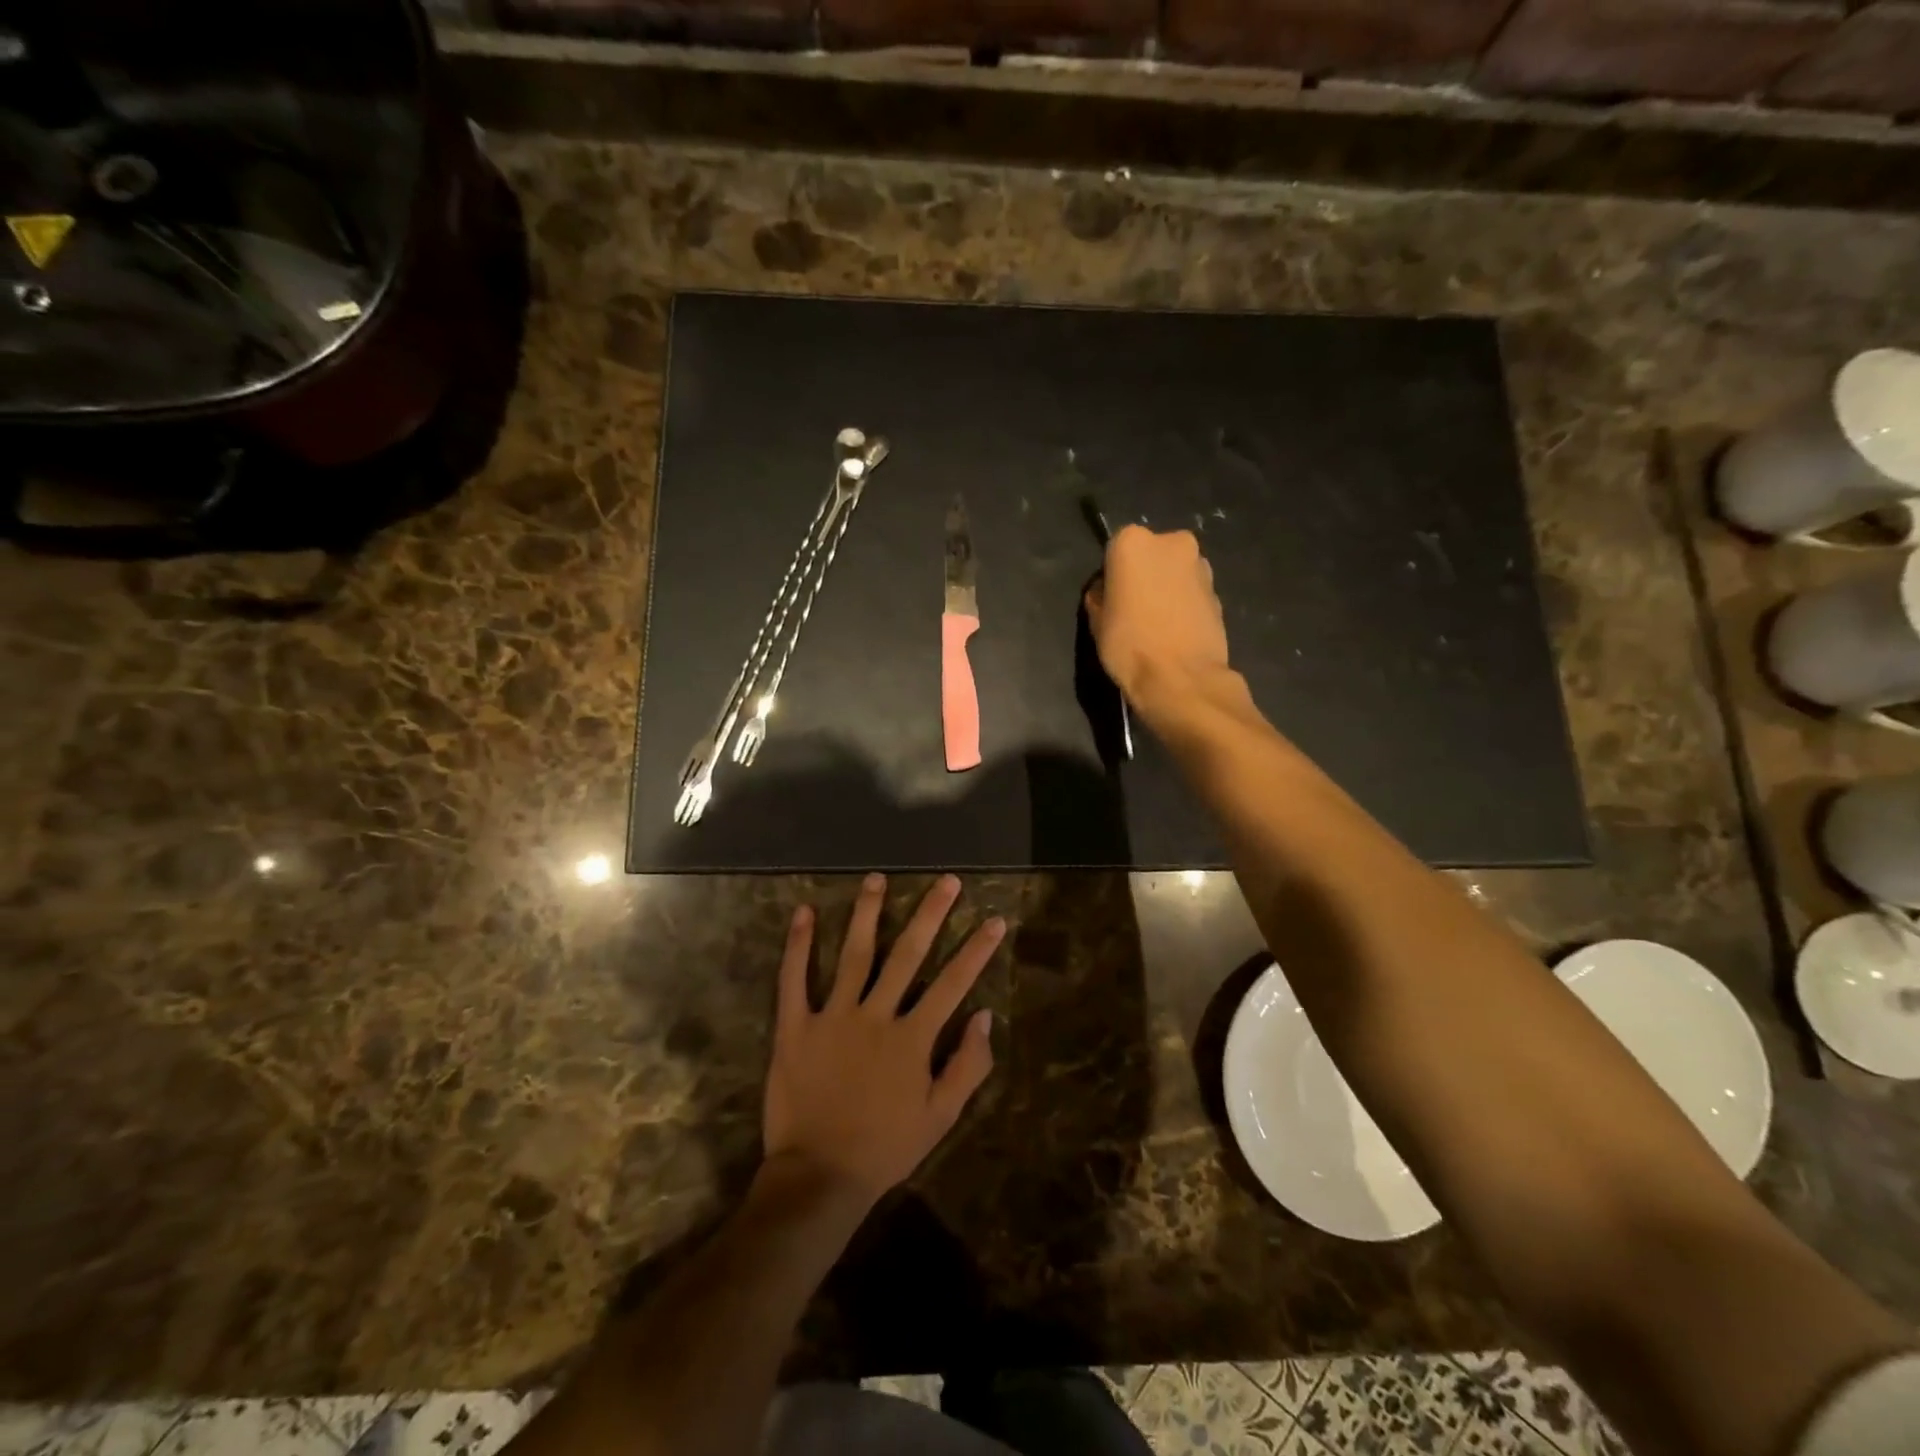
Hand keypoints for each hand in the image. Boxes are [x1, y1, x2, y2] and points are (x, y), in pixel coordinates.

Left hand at [763, 873, 1003, 1204]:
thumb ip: (967, 1066)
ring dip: (867, 913)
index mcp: (912, 1037)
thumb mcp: (939, 1117)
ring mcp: (833, 1016)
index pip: (953, 983)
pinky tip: (803, 912)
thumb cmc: (885, 1147)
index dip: (977, 950)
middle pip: (908, 954)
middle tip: (946, 881)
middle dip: (930, 914)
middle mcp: (876, 1015)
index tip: (994, 919)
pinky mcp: (795, 1026)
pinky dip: (798, 945)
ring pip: (854, 954)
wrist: (819, 1176)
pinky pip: (794, 979)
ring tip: (876, 878)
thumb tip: (986, 1017)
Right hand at [1086, 526, 1230, 703]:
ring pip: (1174, 572)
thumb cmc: (1129, 645)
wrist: (1182, 679)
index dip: (1112, 576)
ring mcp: (1200, 565)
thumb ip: (1100, 596)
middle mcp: (1171, 542)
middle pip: (1151, 555)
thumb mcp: (1096, 621)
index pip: (1115, 550)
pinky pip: (1192, 592)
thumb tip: (1107, 592)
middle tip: (1133, 610)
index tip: (1110, 599)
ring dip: (1166, 588)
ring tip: (1156, 624)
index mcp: (1133, 542)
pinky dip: (1184, 604)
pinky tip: (1175, 631)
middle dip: (1143, 575)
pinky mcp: (1219, 591)